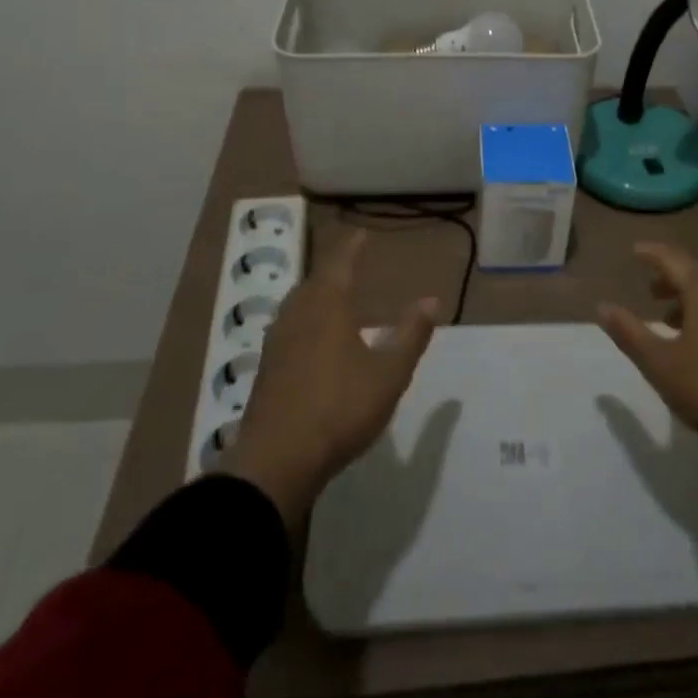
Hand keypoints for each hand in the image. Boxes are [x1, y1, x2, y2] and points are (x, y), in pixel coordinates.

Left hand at [219, 229, 439, 529]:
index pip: (340, 262)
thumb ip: (410, 335)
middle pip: (315, 282)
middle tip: (350, 266)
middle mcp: (298, 315)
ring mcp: (277, 343)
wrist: (275, 464)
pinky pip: (289, 329)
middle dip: (333, 271)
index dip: (352, 246)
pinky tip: (313, 342)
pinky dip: (305, 322)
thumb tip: (432, 300)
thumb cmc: (339, 409)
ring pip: (298, 305)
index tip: (362, 233)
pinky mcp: (266, 370)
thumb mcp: (388, 374)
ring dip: (316, 296)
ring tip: (334, 300)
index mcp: (327, 306)